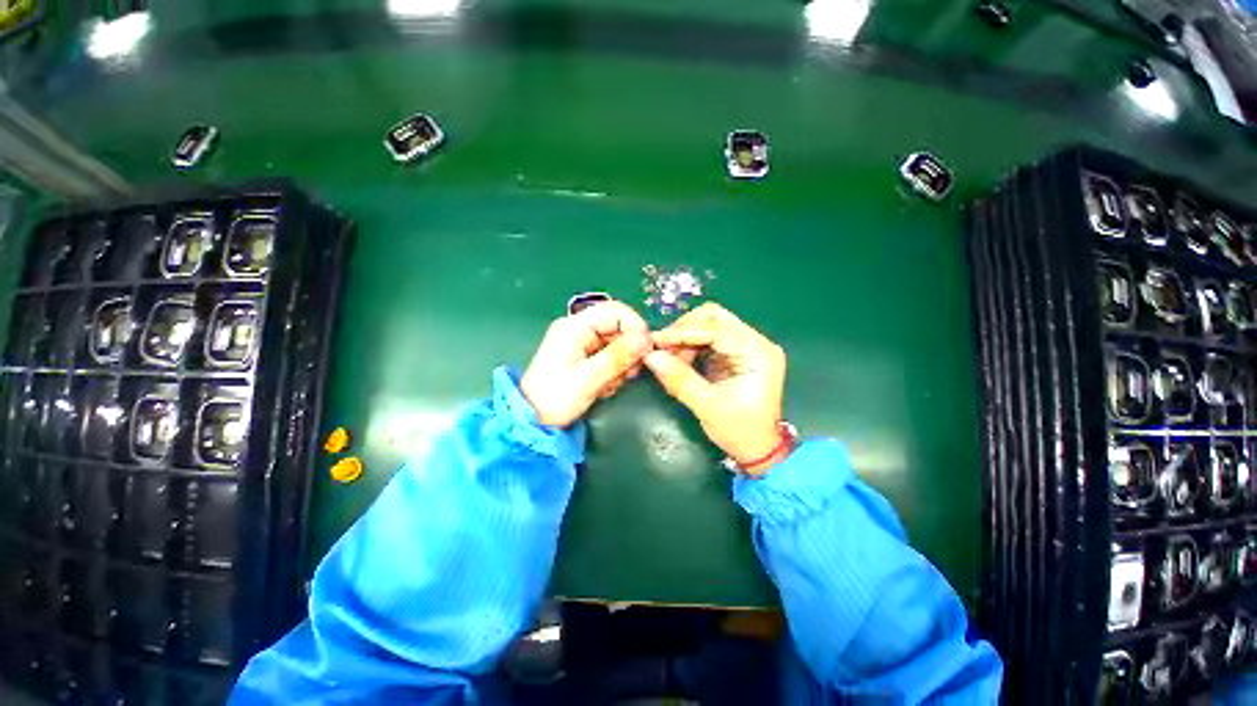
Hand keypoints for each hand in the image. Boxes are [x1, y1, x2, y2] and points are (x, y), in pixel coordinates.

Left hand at [520, 301, 651, 426]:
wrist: (532, 421)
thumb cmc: (555, 398)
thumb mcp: (588, 379)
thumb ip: (617, 357)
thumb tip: (646, 339)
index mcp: (575, 327)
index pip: (615, 311)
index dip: (635, 326)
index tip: (646, 349)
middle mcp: (580, 330)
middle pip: (618, 328)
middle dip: (629, 351)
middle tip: (631, 374)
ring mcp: (582, 344)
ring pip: (617, 345)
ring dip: (621, 365)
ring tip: (611, 384)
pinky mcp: (585, 358)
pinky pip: (610, 357)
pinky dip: (614, 372)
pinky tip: (605, 387)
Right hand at [644, 303, 787, 475]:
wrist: (759, 450)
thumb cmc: (740, 431)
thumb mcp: (707, 406)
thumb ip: (679, 379)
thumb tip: (651, 356)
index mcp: (758, 353)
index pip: (717, 329)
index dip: (684, 331)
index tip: (657, 341)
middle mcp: (755, 343)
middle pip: (715, 318)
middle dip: (685, 330)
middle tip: (663, 348)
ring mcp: (747, 347)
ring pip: (710, 325)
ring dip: (686, 338)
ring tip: (670, 359)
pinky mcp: (736, 354)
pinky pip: (709, 339)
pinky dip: (691, 346)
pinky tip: (680, 360)